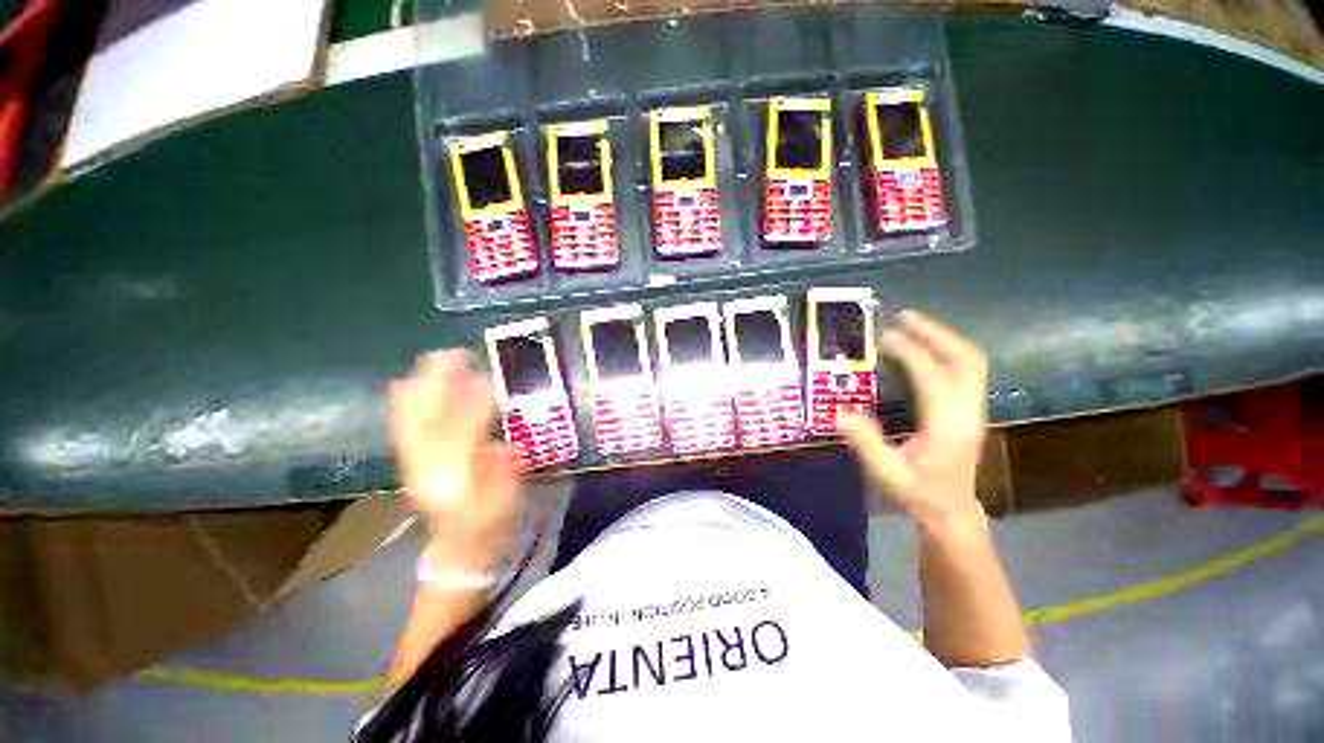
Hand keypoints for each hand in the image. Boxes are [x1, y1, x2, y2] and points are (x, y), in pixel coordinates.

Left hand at [389, 350, 523, 570]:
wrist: (459, 549)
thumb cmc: (493, 525)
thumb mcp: (509, 499)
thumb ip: (505, 468)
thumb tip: (502, 439)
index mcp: (457, 480)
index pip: (462, 433)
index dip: (474, 402)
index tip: (488, 376)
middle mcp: (427, 469)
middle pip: (428, 419)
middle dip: (439, 384)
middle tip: (456, 354)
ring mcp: (412, 466)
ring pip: (410, 419)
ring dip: (422, 386)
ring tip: (436, 360)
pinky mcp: (408, 464)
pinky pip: (402, 427)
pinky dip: (404, 403)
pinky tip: (406, 383)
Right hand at [839, 310, 988, 531]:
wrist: (952, 512)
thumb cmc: (918, 493)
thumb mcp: (887, 474)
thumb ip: (866, 443)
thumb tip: (840, 413)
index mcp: (946, 426)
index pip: (933, 376)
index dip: (910, 352)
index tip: (883, 338)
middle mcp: (966, 412)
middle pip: (966, 360)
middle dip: (936, 333)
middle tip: (905, 317)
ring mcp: (973, 410)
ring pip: (971, 362)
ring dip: (943, 339)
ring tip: (913, 325)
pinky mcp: (970, 411)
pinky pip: (966, 370)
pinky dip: (946, 352)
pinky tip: (924, 348)